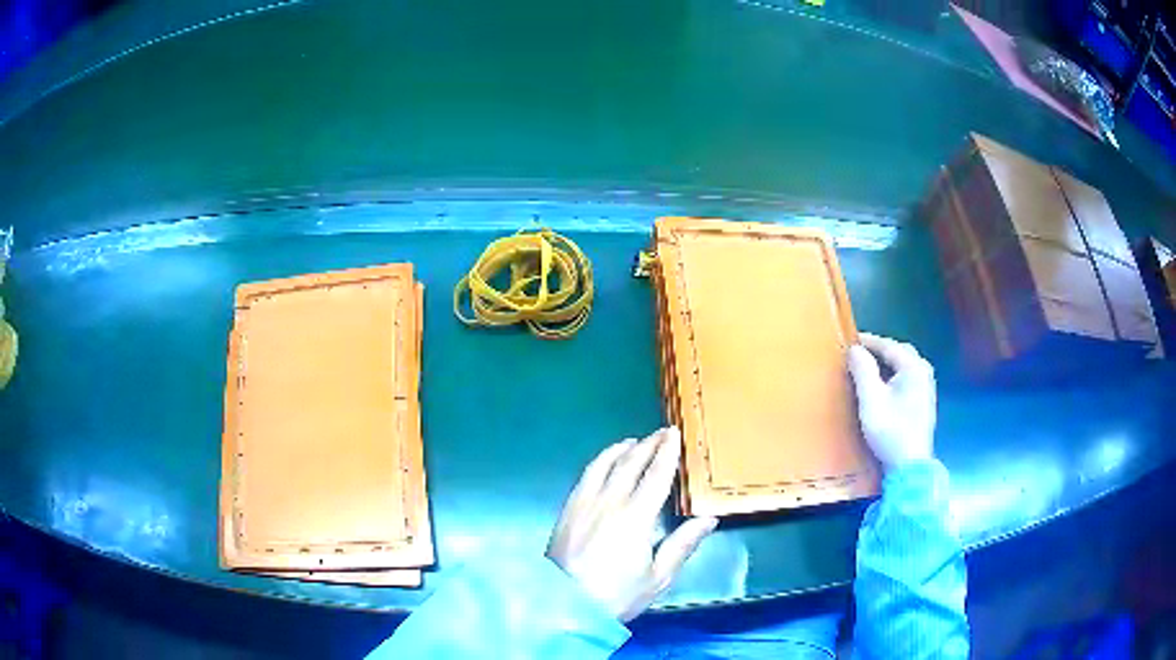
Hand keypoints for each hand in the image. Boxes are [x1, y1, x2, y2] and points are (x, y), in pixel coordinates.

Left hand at [547, 428, 717, 622]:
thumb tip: (708, 518)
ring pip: (603, 465)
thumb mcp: (657, 577)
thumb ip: (682, 545)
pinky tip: (603, 464)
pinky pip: (585, 476)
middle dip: (648, 445)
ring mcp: (584, 503)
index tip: (675, 434)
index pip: (655, 476)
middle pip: (630, 464)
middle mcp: (609, 502)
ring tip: (633, 442)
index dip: (666, 453)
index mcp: (636, 518)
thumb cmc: (616, 595)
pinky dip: (599, 462)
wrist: (563, 604)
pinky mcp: (568, 510)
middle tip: (661, 433)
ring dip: (620, 449)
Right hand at [847, 333, 936, 469]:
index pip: (889, 346)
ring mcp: (927, 387)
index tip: (851, 340)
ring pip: (906, 365)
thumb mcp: (871, 400)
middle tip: (861, 352)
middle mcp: (924, 372)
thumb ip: (863, 371)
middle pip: (901, 352)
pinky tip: (885, 384)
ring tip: (871, 365)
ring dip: (889, 362)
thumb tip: (855, 349)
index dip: (869, 341)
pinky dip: (895, 374)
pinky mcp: (925, 402)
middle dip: (881, 349)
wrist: (909, 465)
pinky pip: (909, 377)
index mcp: (913, 367)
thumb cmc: (890, 430)